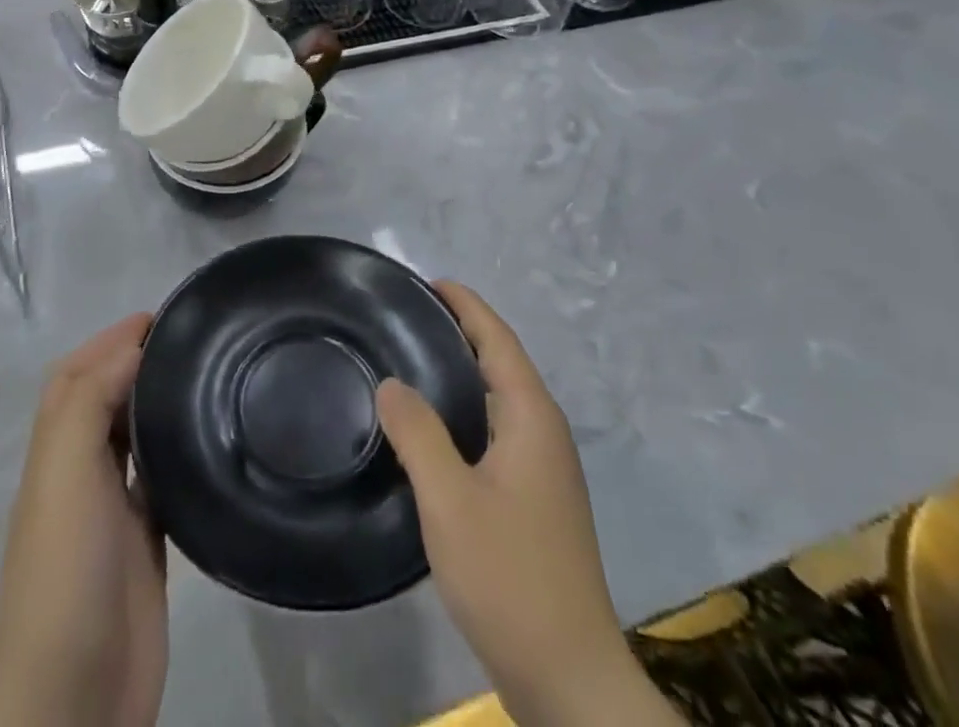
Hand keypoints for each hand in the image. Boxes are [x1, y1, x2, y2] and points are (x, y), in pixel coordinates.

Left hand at [0, 315, 166, 726]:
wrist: (73, 696)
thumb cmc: (66, 571)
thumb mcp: (65, 472)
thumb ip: (88, 403)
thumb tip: (129, 349)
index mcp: (55, 452)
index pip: (76, 377)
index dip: (109, 341)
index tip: (159, 317)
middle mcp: (79, 475)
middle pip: (103, 401)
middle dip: (134, 363)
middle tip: (190, 341)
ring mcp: (112, 513)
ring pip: (132, 439)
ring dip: (154, 404)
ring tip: (203, 376)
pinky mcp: (146, 547)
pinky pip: (160, 483)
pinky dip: (175, 453)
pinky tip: (207, 442)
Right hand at [375, 283, 679, 726]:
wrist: (567, 676)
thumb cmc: (509, 575)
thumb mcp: (450, 500)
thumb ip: (418, 434)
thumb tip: (391, 382)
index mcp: (532, 418)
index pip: (498, 339)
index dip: (466, 305)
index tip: (429, 281)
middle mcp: (544, 433)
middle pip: (502, 362)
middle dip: (461, 331)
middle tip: (407, 317)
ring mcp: (544, 469)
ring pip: (500, 398)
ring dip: (463, 371)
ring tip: (413, 360)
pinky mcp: (535, 500)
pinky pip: (497, 430)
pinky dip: (467, 410)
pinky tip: (434, 429)